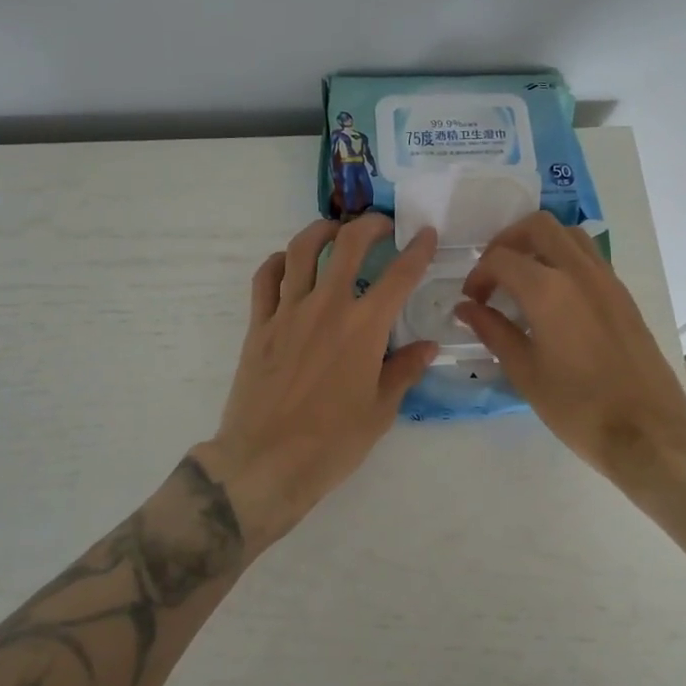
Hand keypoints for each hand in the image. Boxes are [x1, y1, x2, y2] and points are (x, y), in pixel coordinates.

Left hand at [197, 214, 438, 553]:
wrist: (266, 461)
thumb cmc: (332, 442)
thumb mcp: (380, 411)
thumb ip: (404, 370)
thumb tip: (427, 347)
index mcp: (364, 327)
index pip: (399, 275)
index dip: (417, 249)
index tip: (424, 233)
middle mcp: (326, 307)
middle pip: (348, 245)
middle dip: (368, 225)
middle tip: (379, 224)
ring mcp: (287, 312)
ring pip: (300, 251)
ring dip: (320, 231)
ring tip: (333, 229)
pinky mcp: (258, 325)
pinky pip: (265, 279)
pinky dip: (277, 262)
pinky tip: (287, 263)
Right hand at [455, 212, 685, 484]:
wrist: (648, 432)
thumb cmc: (578, 406)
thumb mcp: (524, 371)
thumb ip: (493, 331)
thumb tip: (466, 308)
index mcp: (548, 289)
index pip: (500, 259)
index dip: (478, 275)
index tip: (472, 301)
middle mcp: (578, 272)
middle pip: (538, 226)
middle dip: (508, 241)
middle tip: (494, 272)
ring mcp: (607, 280)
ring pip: (569, 235)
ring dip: (540, 244)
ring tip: (524, 277)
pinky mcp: (623, 295)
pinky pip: (589, 257)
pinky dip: (564, 259)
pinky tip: (554, 297)